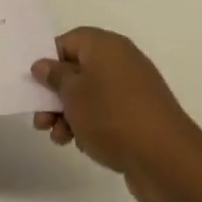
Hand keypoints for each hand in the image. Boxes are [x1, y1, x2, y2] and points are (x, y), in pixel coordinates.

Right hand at [31, 27, 201, 201]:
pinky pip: (107, 113)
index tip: (35, 85)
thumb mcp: (72, 94)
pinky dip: (91, 125)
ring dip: (69, 115)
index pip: (68, 41)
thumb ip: (54, 76)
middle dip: (55, 96)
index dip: (48, 61)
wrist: (166, 159)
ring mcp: (134, 89)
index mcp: (105, 45)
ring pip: (90, 95)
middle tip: (41, 119)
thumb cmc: (111, 116)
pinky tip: (82, 145)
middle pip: (77, 71)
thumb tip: (44, 64)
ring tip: (59, 138)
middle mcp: (122, 61)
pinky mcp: (141, 115)